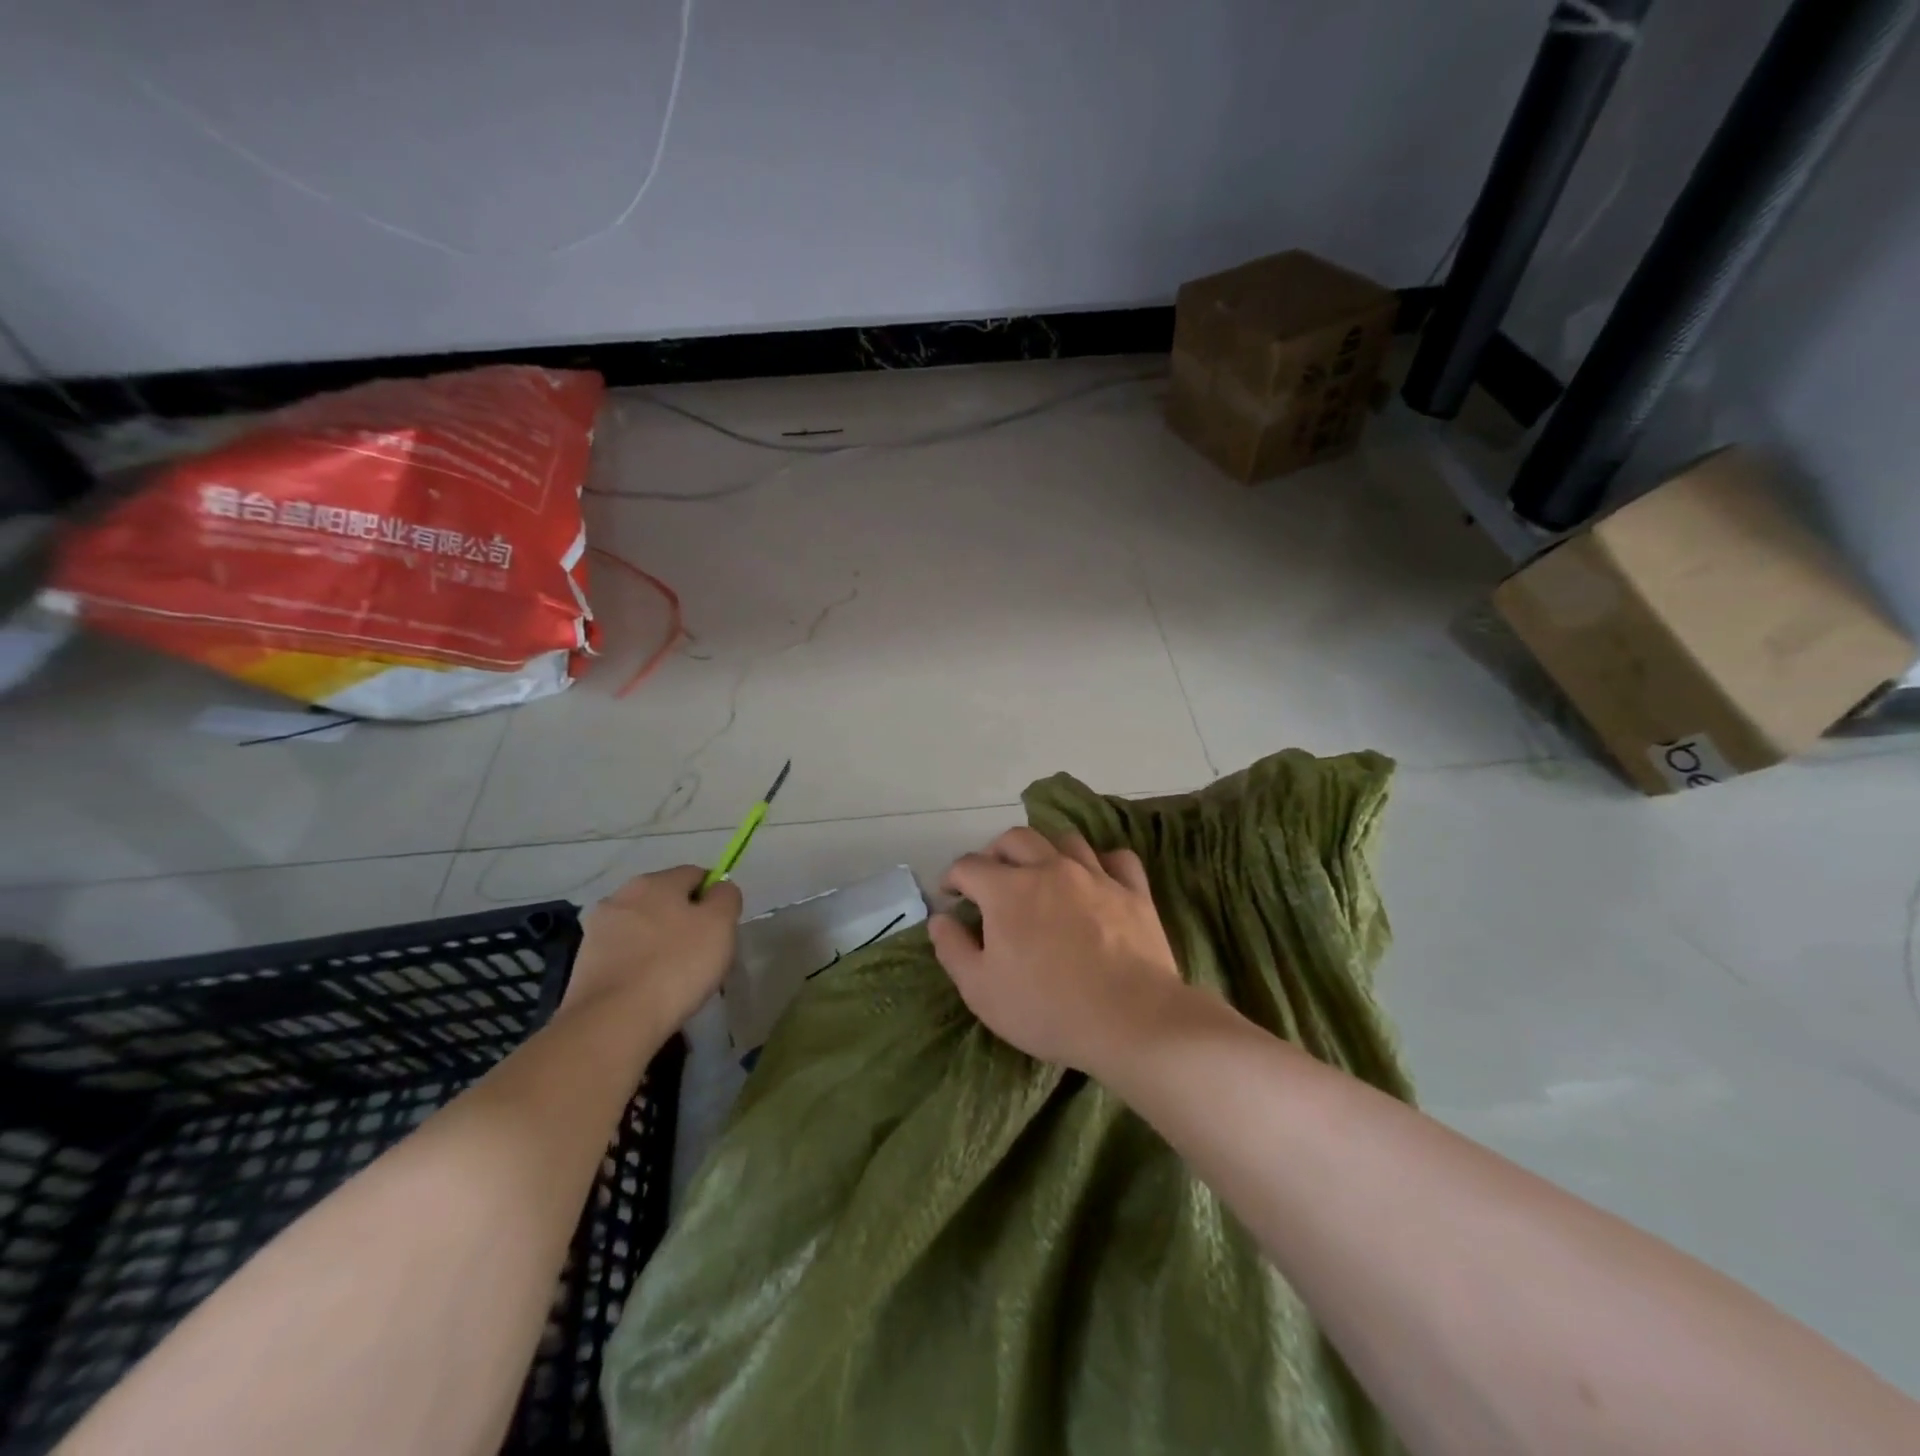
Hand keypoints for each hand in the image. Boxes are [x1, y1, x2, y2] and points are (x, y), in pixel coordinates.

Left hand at [565, 866, 742, 1036]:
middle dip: (685, 920)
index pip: (696, 875)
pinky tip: (650, 989)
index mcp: (656, 881)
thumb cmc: (676, 965)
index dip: (715, 897)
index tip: (723, 928)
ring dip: (659, 942)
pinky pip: (624, 954)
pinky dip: (638, 964)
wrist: (613, 1021)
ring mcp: (597, 930)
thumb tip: (719, 890)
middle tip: (703, 953)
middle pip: (666, 900)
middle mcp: (622, 895)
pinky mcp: (584, 963)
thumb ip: (726, 897)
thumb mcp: (720, 924)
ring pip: (643, 927)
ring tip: (675, 976)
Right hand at [929, 827, 1180, 1074]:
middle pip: (1015, 838)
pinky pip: (1117, 858)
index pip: (969, 865)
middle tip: (992, 879)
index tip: (951, 895)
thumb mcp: (981, 990)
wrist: (1130, 1020)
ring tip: (1041, 872)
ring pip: (1065, 840)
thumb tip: (939, 918)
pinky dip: (1101, 862)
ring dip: (1045, 850)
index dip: (953, 877)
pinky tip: (1096, 878)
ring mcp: (1095, 875)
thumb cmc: (1047, 1008)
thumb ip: (953, 948)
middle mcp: (1049, 868)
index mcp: (1007, 889)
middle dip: (995, 853)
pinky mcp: (1133, 890)